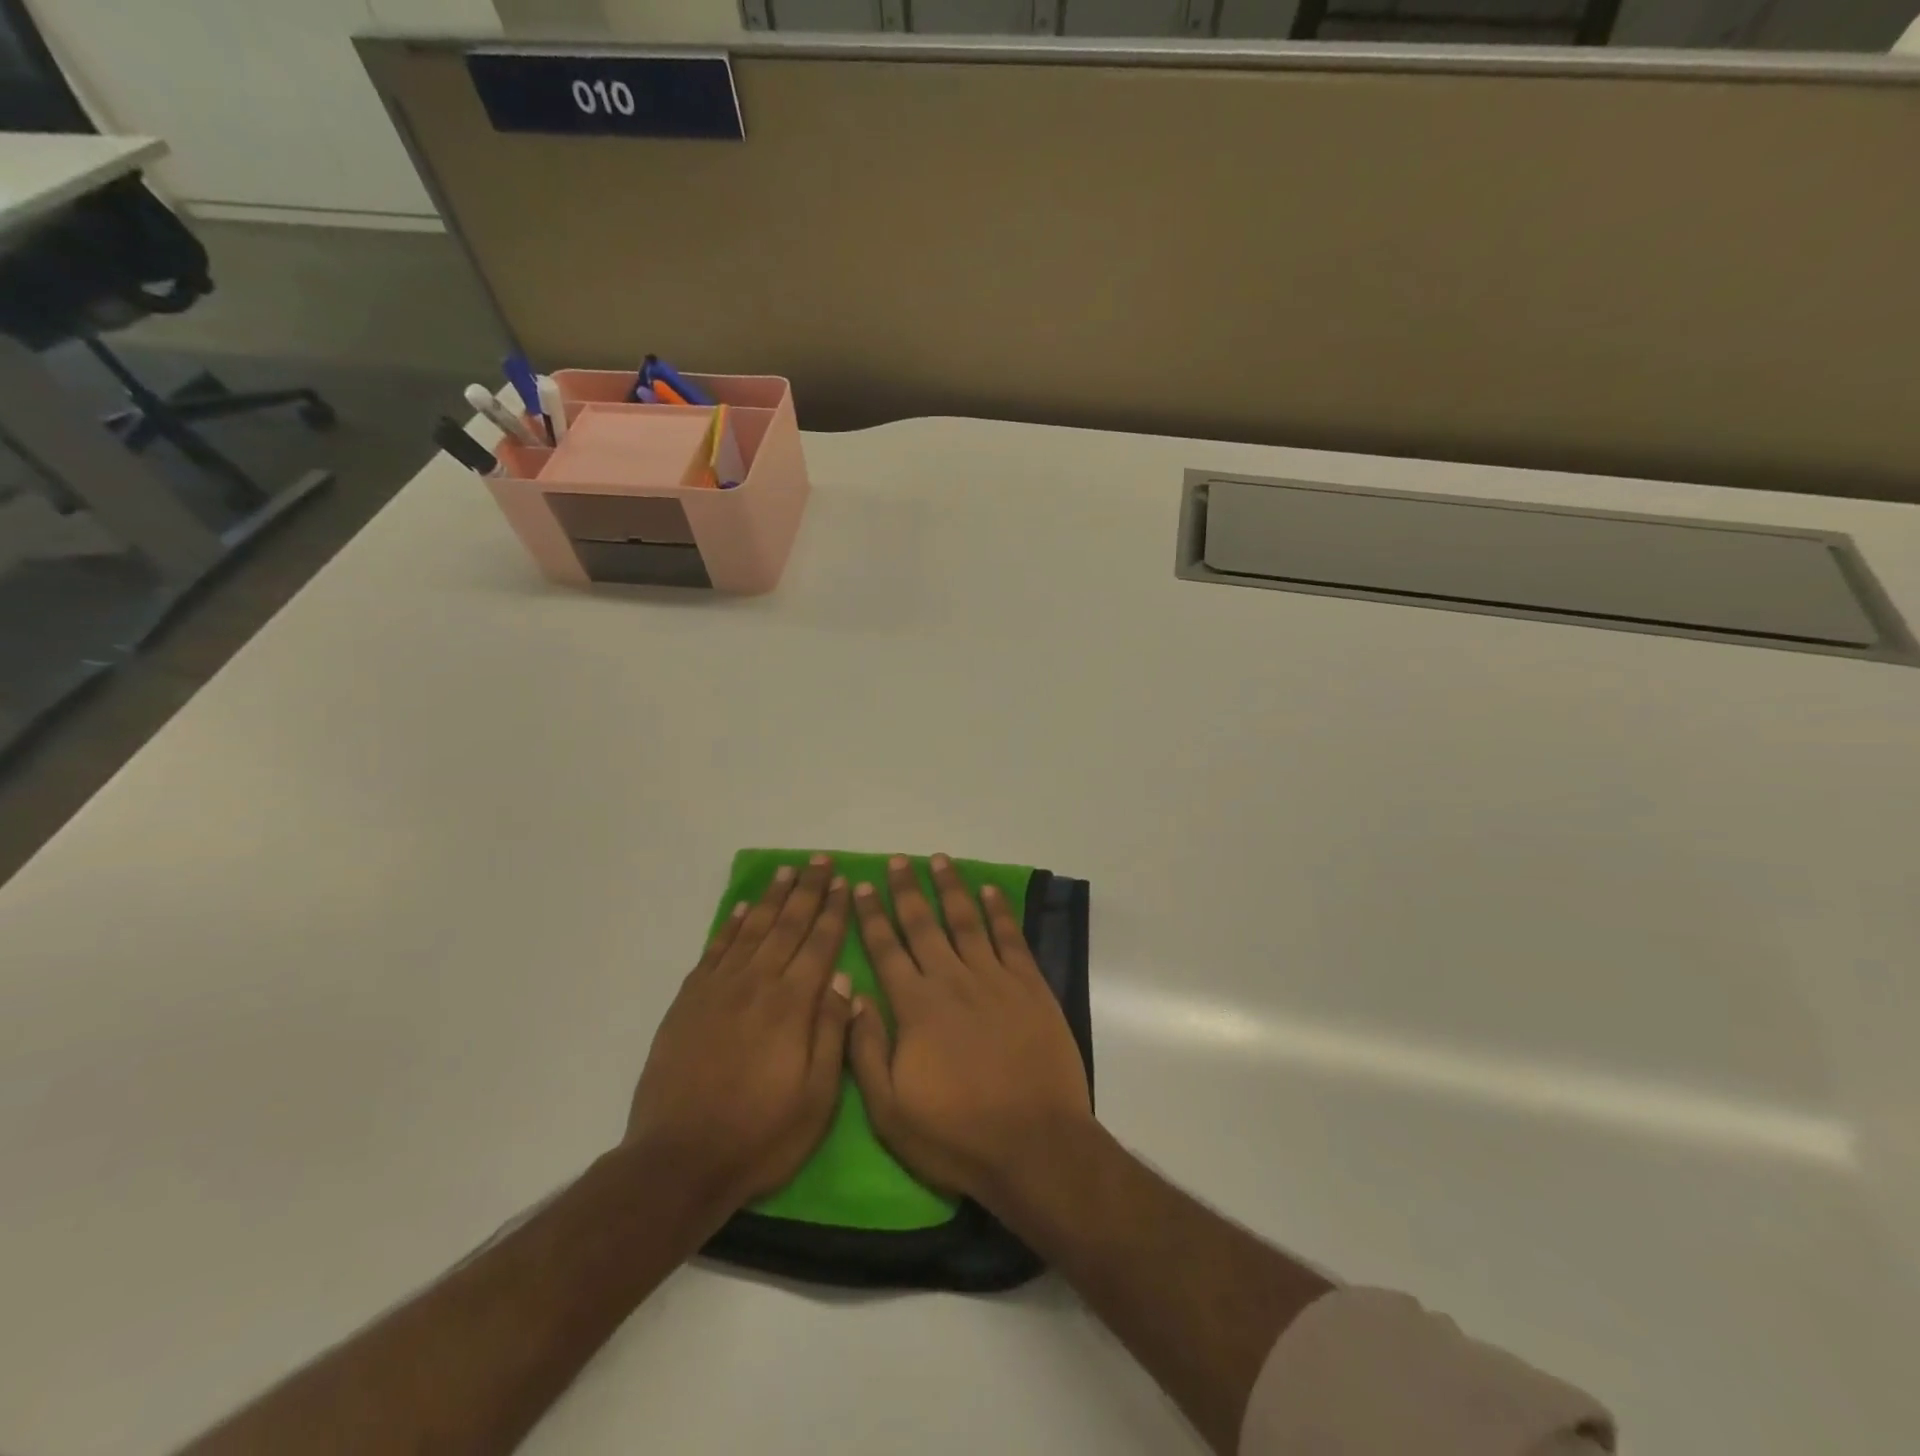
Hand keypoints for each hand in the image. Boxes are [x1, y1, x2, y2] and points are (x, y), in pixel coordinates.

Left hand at [626, 855, 854, 1218]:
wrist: (678, 1161)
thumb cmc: (760, 1135)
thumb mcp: (816, 1098)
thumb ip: (831, 1033)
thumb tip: (841, 978)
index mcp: (791, 1005)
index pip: (819, 944)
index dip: (834, 911)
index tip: (846, 883)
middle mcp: (756, 985)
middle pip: (787, 925)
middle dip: (808, 890)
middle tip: (820, 860)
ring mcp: (718, 990)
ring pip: (751, 929)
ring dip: (772, 898)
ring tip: (787, 871)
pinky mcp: (689, 1002)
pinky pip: (715, 950)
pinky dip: (730, 926)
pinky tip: (741, 909)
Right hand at [846, 854, 1092, 1207]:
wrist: (1035, 1145)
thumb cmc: (957, 1135)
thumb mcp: (891, 1111)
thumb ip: (866, 1050)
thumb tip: (852, 995)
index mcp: (915, 1007)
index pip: (886, 950)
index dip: (871, 916)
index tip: (860, 886)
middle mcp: (952, 981)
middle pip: (924, 925)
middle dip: (906, 890)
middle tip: (897, 860)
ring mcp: (995, 979)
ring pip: (967, 921)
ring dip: (951, 888)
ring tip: (939, 859)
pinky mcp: (1030, 987)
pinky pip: (1010, 938)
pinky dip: (999, 912)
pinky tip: (990, 891)